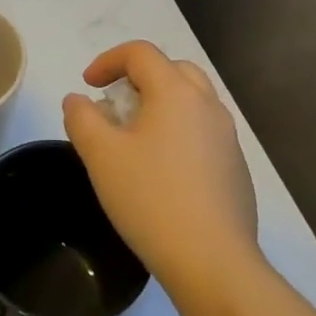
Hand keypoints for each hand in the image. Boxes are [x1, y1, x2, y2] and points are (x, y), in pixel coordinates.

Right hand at [63, 41, 258, 297]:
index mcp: (176, 92)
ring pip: (192, 100)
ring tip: (136, 137)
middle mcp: (208, 104)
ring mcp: (228, 136)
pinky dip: (179, 131)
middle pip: (172, 69)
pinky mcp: (237, 167)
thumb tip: (78, 100)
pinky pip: (204, 131)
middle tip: (115, 104)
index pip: (140, 53)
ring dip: (161, 104)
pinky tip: (163, 170)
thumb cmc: (151, 199)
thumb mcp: (101, 156)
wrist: (214, 262)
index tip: (88, 86)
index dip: (108, 60)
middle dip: (139, 78)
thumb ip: (82, 118)